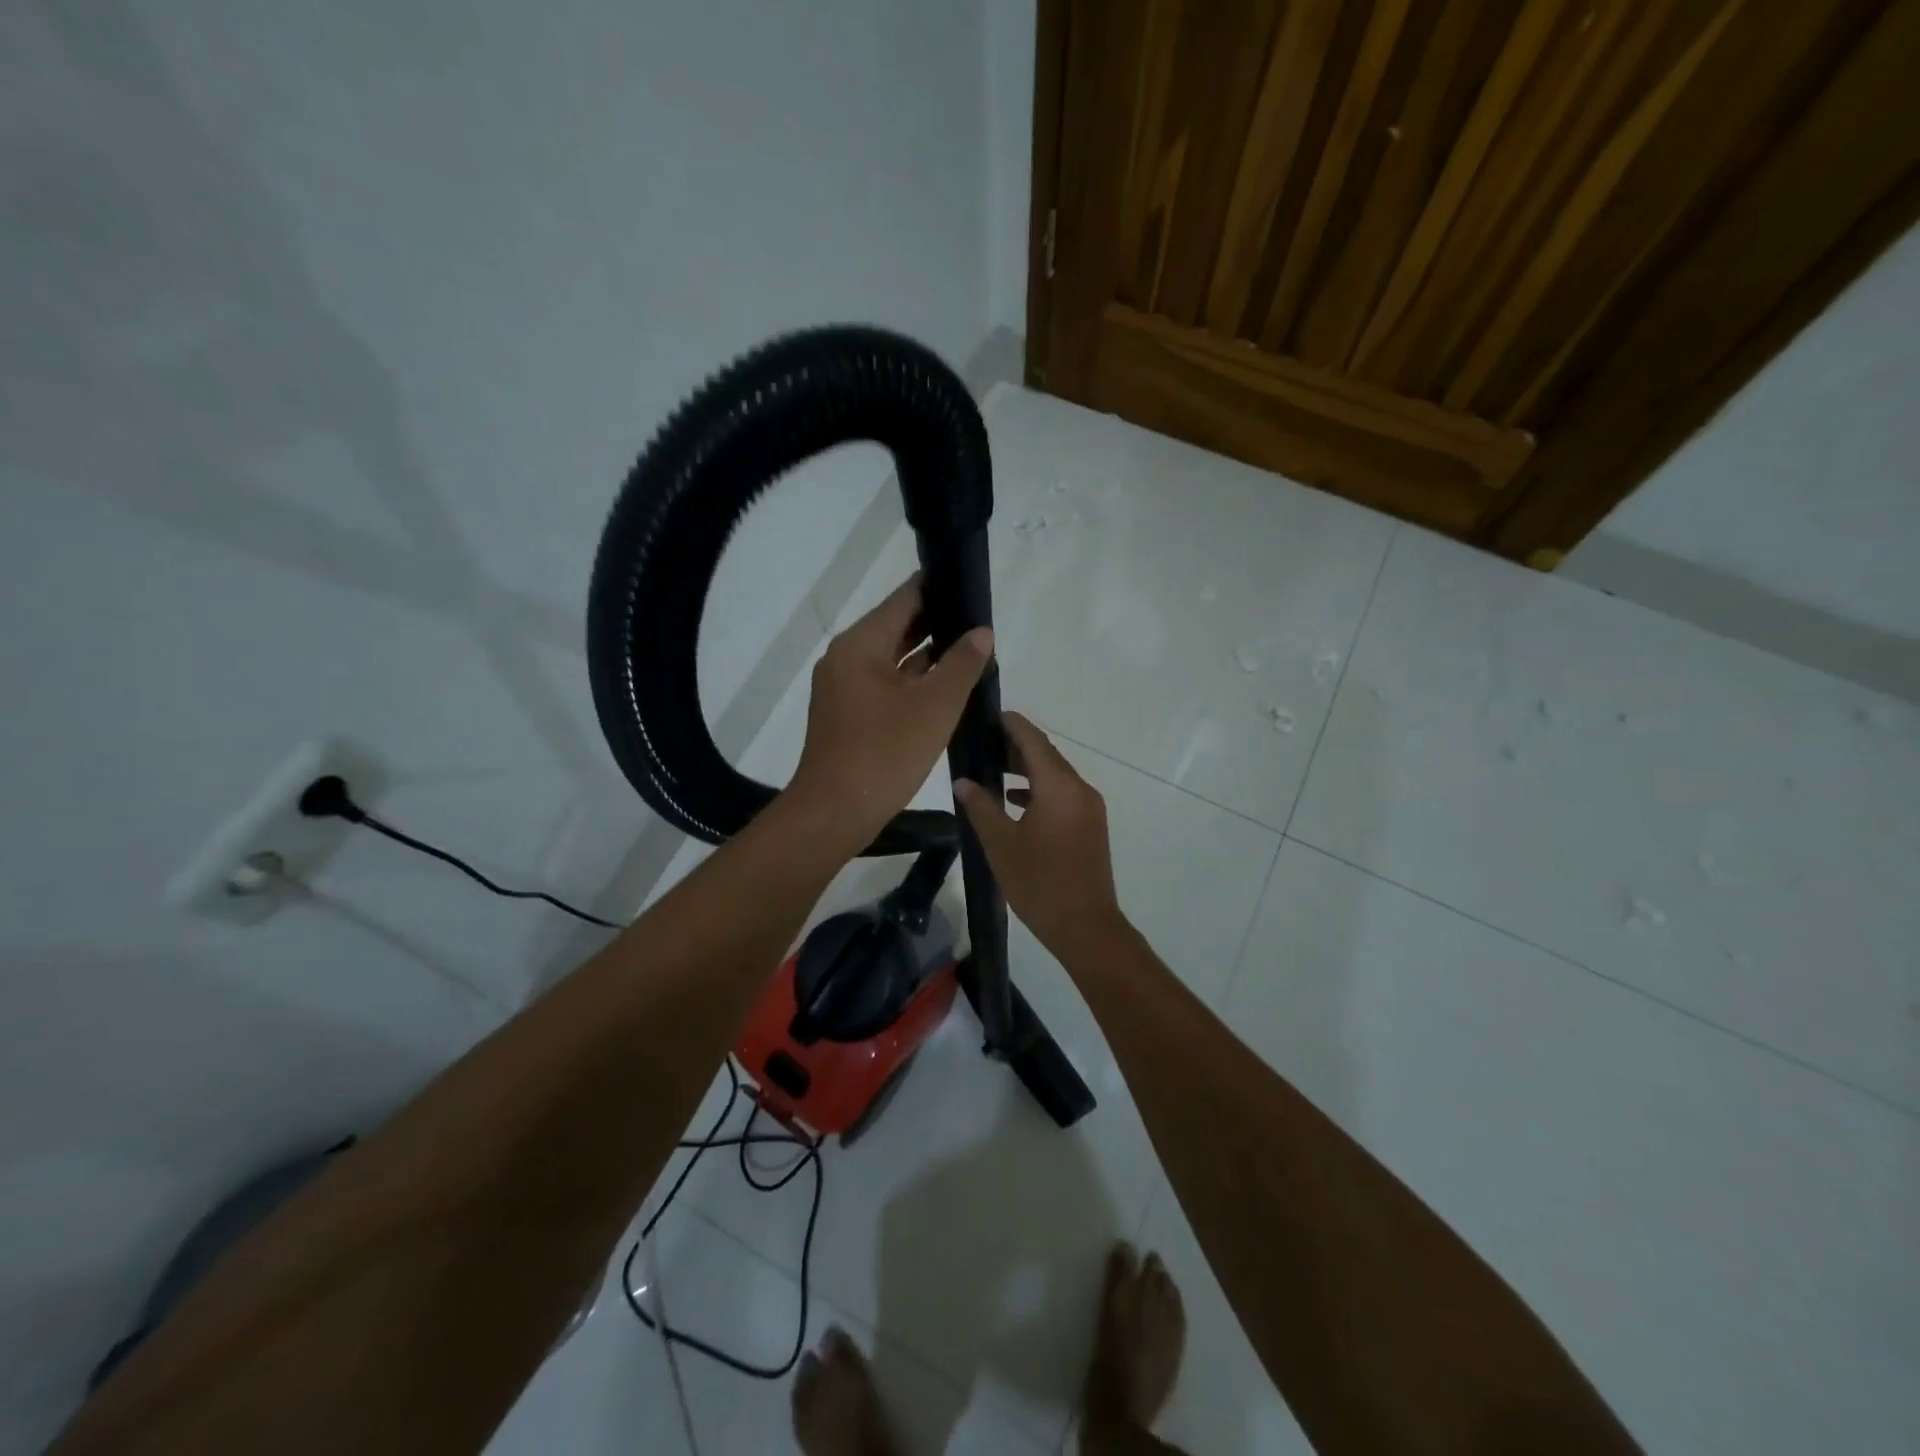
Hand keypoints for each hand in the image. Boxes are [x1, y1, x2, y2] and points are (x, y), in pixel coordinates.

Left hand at [788, 577, 992, 855]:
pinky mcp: (849, 714)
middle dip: (938, 624)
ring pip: (893, 659)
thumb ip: (962, 664)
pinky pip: (886, 685)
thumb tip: (981, 633)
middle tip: (980, 621)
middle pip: (897, 628)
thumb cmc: (885, 753)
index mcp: (860, 645)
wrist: (836, 811)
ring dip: (928, 656)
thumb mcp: (935, 706)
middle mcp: (846, 658)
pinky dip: (914, 682)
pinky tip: (947, 687)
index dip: (938, 588)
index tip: (969, 585)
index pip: (904, 600)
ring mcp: (845, 688)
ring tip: (972, 651)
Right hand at [955, 712, 1126, 960]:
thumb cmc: (1039, 883)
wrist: (1085, 927)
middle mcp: (1079, 789)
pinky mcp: (1090, 826)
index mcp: (1059, 787)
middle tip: (982, 742)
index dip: (1011, 724)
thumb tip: (963, 782)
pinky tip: (1014, 800)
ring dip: (1026, 769)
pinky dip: (1039, 790)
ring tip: (992, 767)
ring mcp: (1089, 808)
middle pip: (1046, 755)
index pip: (1033, 740)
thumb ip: (981, 807)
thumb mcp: (1001, 844)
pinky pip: (1062, 794)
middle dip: (1015, 745)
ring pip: (1055, 776)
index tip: (988, 714)